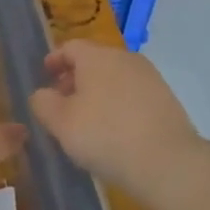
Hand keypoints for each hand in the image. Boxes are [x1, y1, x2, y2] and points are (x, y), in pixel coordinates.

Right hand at [29, 39, 199, 192]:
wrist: (167, 162)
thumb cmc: (104, 136)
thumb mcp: (60, 123)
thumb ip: (43, 103)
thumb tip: (43, 94)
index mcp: (97, 57)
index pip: (70, 47)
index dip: (54, 60)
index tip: (44, 76)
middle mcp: (125, 59)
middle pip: (94, 61)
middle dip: (75, 78)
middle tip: (62, 102)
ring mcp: (150, 78)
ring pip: (115, 78)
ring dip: (97, 92)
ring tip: (87, 120)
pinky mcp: (166, 99)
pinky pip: (132, 94)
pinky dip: (118, 104)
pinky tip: (114, 130)